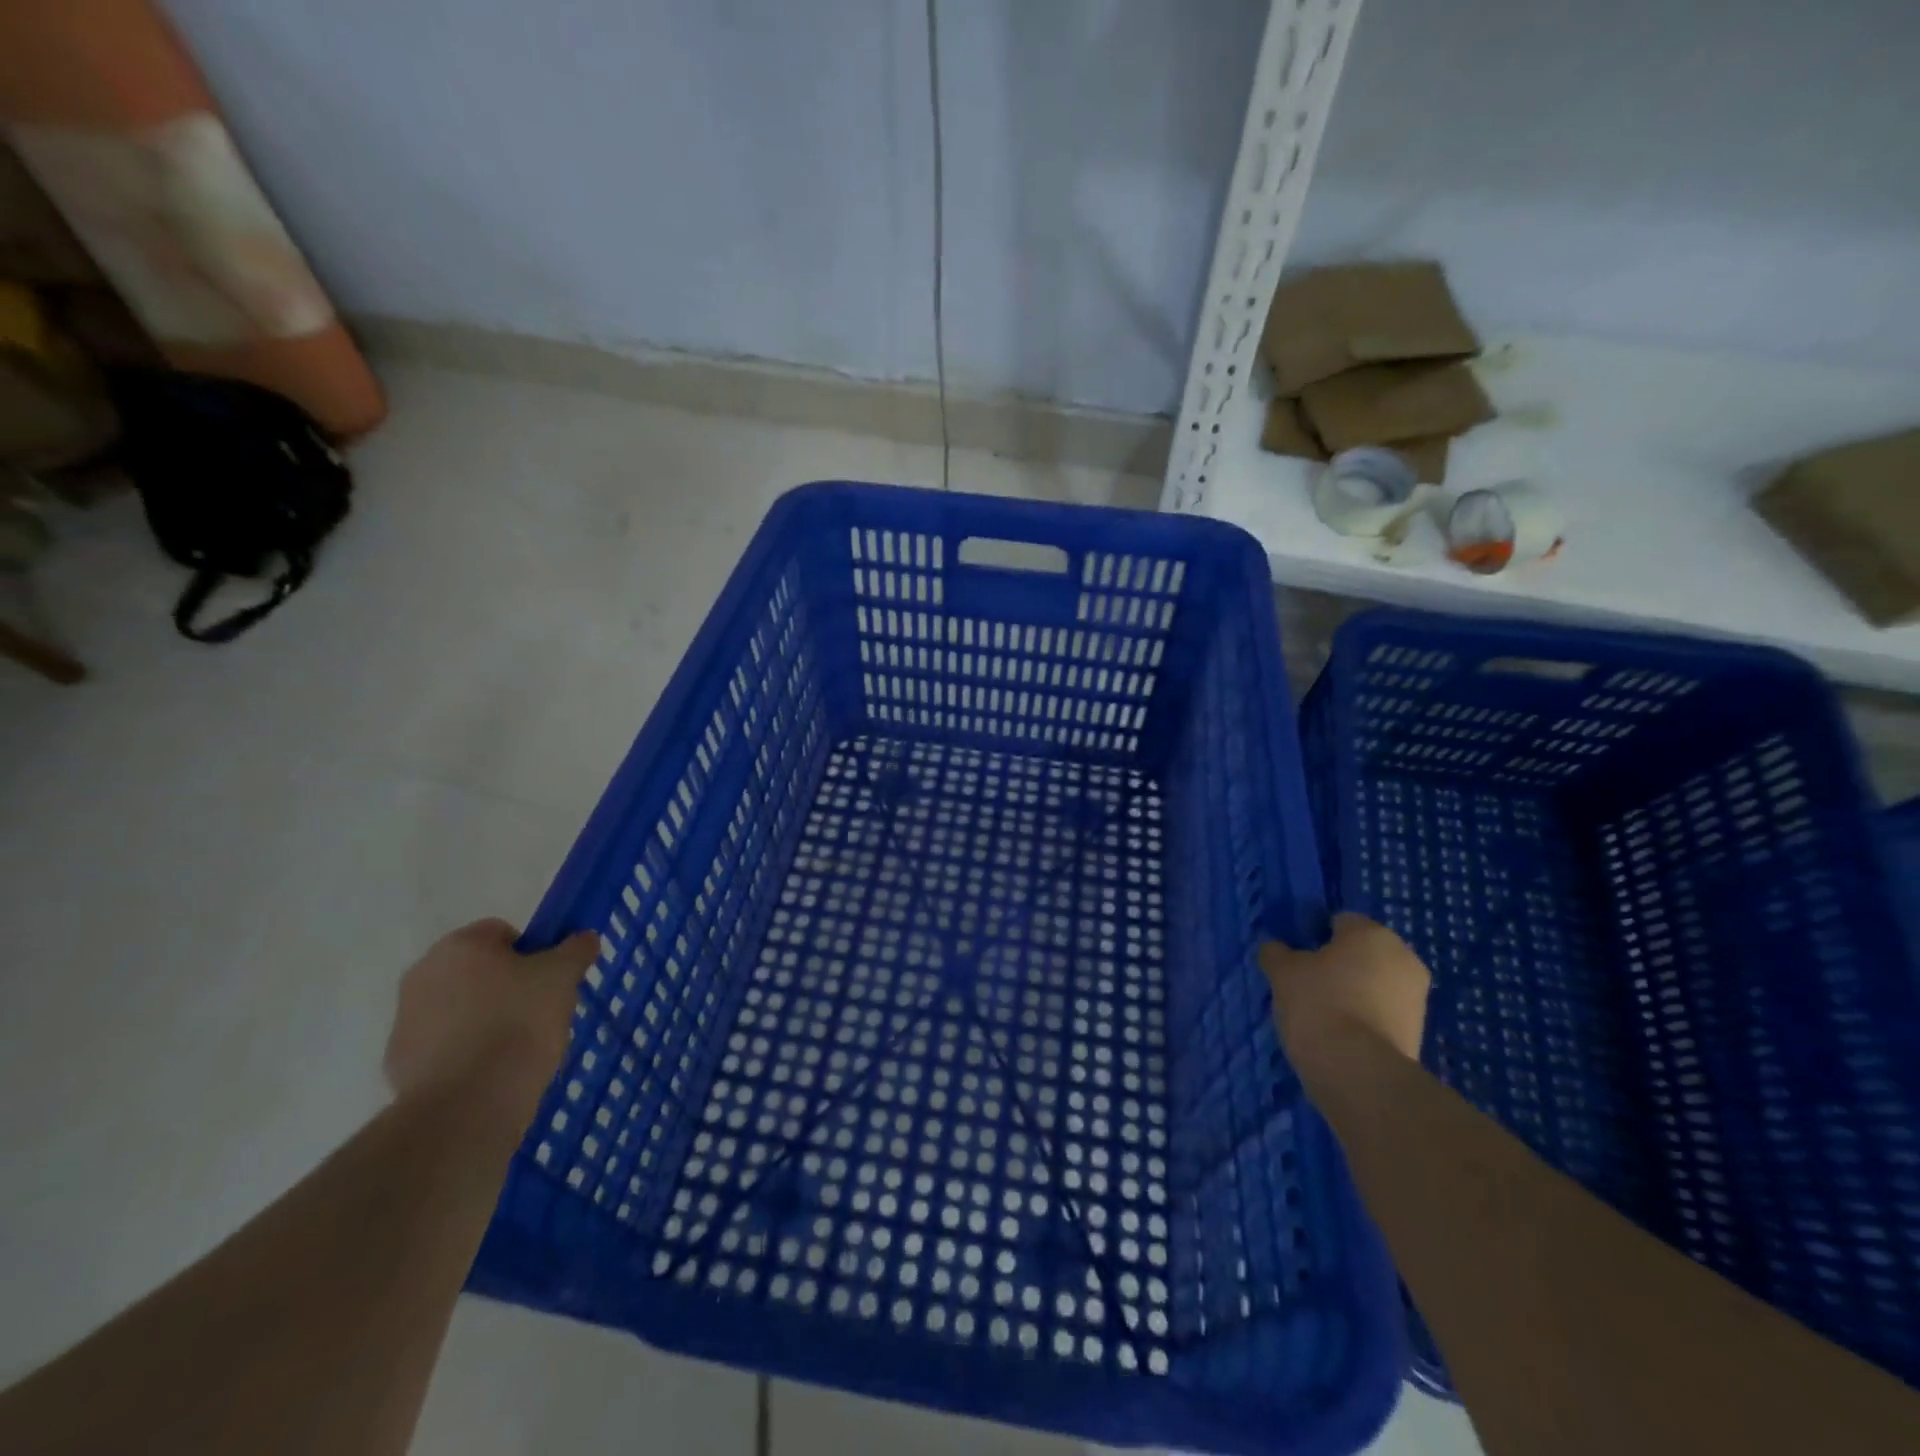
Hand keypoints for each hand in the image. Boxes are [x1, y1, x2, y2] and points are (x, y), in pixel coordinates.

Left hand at [383, 919, 599, 1119]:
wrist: (469, 1103)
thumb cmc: (519, 1023)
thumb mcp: (562, 977)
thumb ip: (575, 950)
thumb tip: (583, 938)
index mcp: (458, 946)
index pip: (502, 933)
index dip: (531, 953)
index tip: (549, 979)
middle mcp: (422, 975)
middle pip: (476, 970)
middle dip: (504, 985)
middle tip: (537, 1010)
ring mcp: (405, 1021)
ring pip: (458, 1007)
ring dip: (483, 1018)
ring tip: (516, 1046)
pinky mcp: (398, 1063)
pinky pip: (443, 1045)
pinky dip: (465, 1051)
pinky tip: (490, 1070)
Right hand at [1260, 913, 1430, 1068]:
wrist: (1358, 1072)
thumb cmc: (1319, 1004)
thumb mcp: (1282, 972)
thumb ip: (1277, 952)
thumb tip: (1276, 948)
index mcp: (1372, 933)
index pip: (1339, 921)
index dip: (1314, 936)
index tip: (1296, 957)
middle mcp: (1403, 957)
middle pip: (1361, 952)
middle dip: (1338, 964)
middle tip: (1307, 984)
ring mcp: (1416, 997)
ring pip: (1374, 983)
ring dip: (1353, 992)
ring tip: (1321, 1014)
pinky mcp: (1418, 1032)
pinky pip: (1381, 1012)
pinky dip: (1364, 1017)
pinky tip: (1339, 1034)